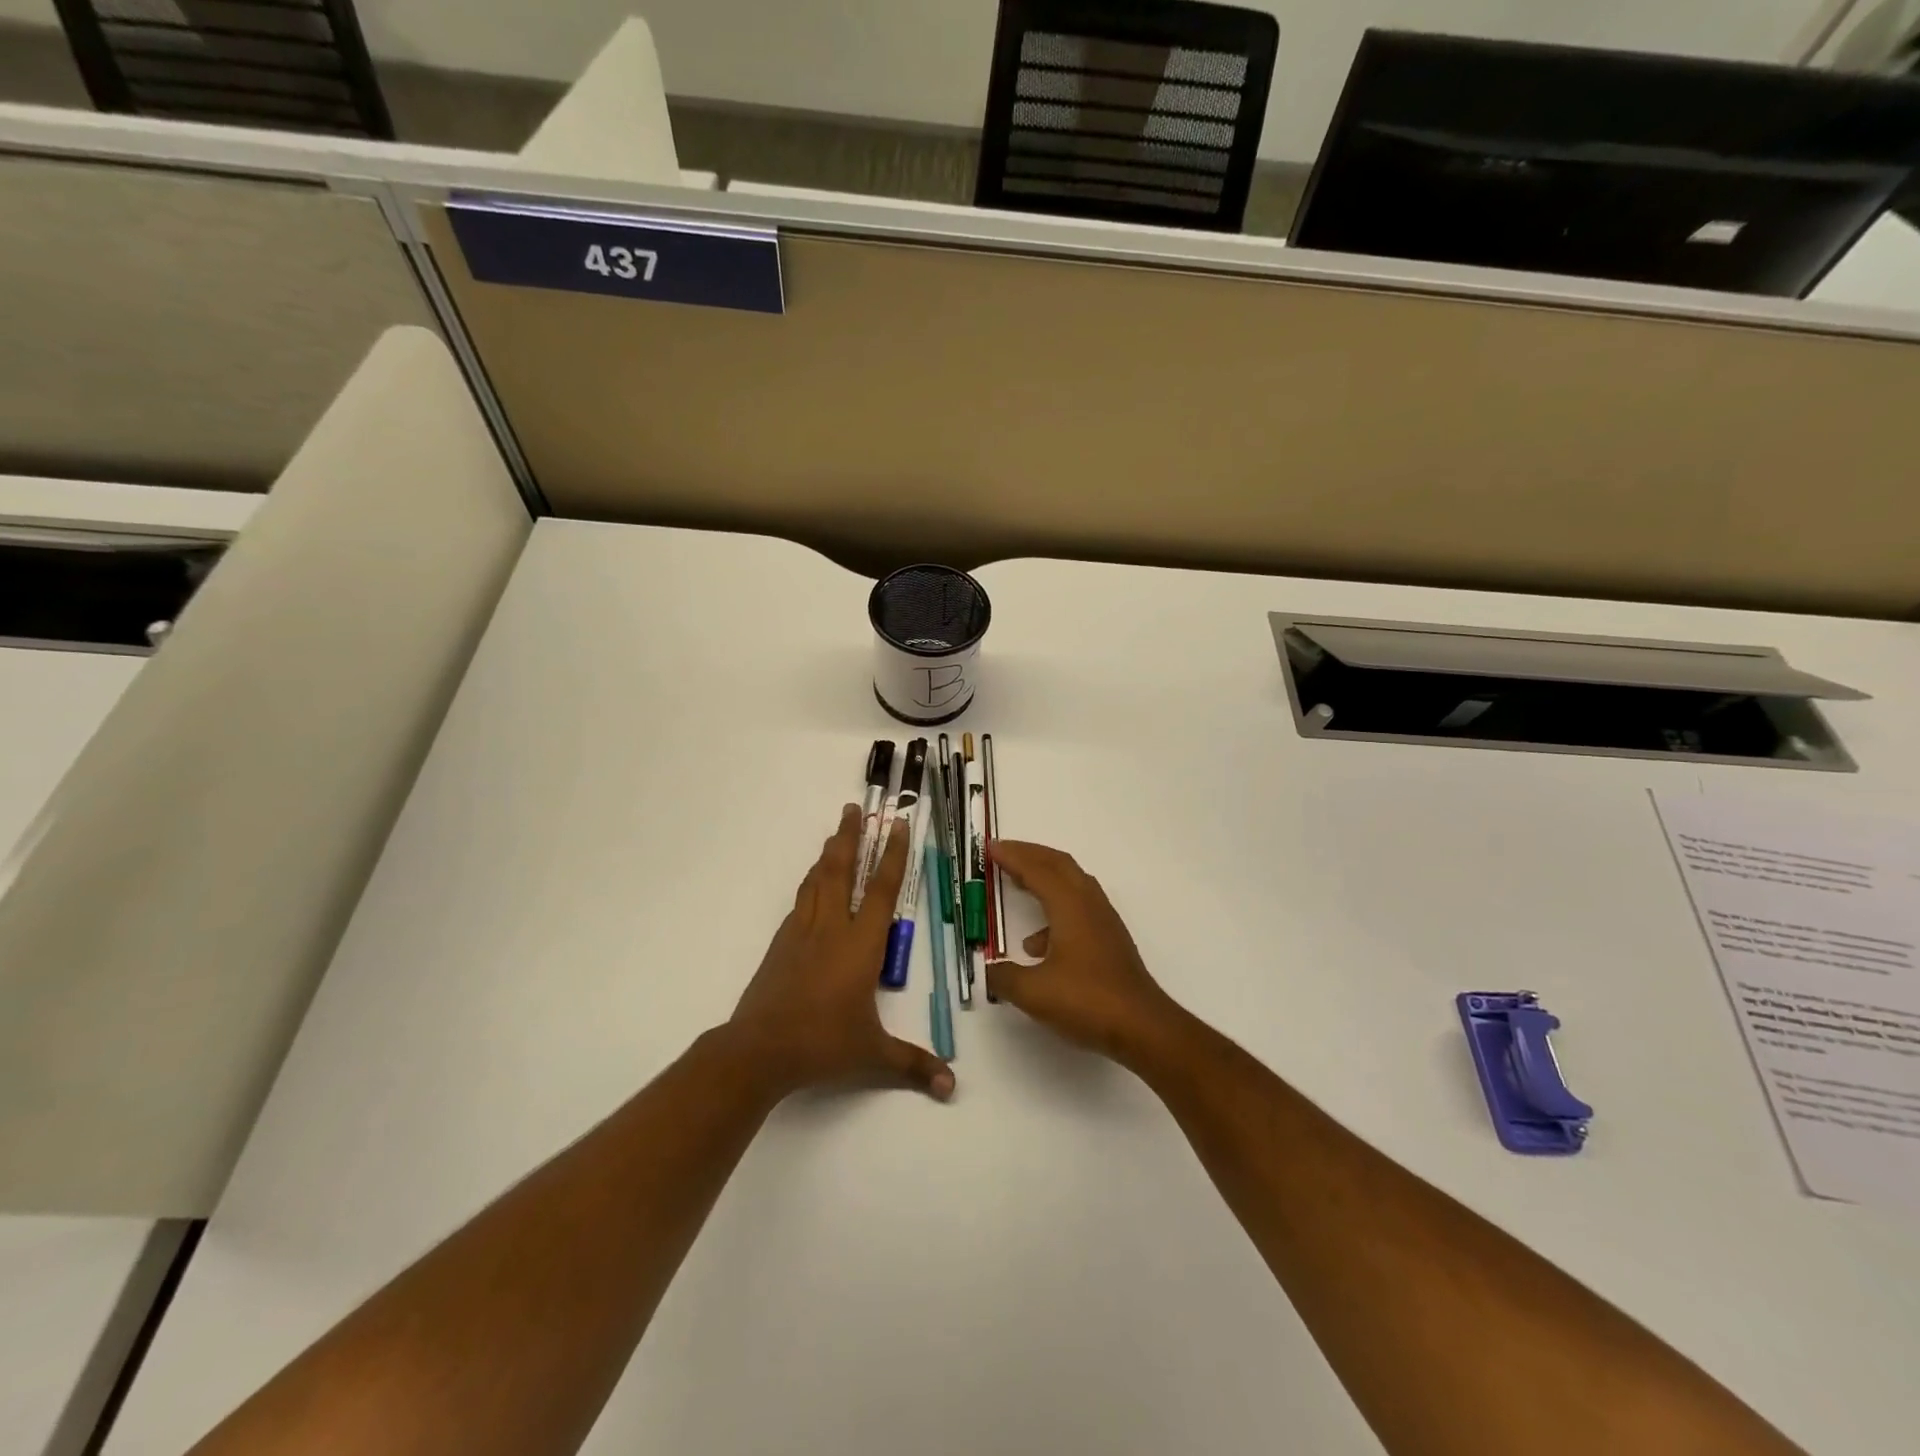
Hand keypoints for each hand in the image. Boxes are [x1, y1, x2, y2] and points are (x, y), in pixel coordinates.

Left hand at [729, 804, 954, 1102]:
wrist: (759, 1050)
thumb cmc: (823, 1044)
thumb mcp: (873, 1055)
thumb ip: (913, 1065)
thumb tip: (950, 1086)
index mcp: (861, 945)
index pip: (883, 890)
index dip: (893, 855)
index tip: (897, 825)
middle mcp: (832, 929)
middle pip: (841, 871)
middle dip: (849, 837)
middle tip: (853, 808)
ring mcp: (802, 933)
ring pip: (817, 882)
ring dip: (827, 855)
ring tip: (834, 835)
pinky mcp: (781, 945)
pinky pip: (800, 903)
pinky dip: (810, 885)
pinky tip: (812, 887)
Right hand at [985, 841, 1185, 1069]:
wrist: (1142, 1027)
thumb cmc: (1087, 1001)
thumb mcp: (1034, 992)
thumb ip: (1005, 977)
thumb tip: (989, 970)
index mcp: (1070, 905)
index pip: (1037, 869)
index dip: (1012, 856)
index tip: (990, 848)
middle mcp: (1089, 904)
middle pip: (1059, 864)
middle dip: (1030, 854)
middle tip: (1003, 853)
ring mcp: (1103, 921)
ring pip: (1071, 883)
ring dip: (1044, 877)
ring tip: (1017, 886)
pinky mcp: (1109, 939)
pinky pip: (1078, 907)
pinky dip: (1055, 909)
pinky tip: (1038, 944)